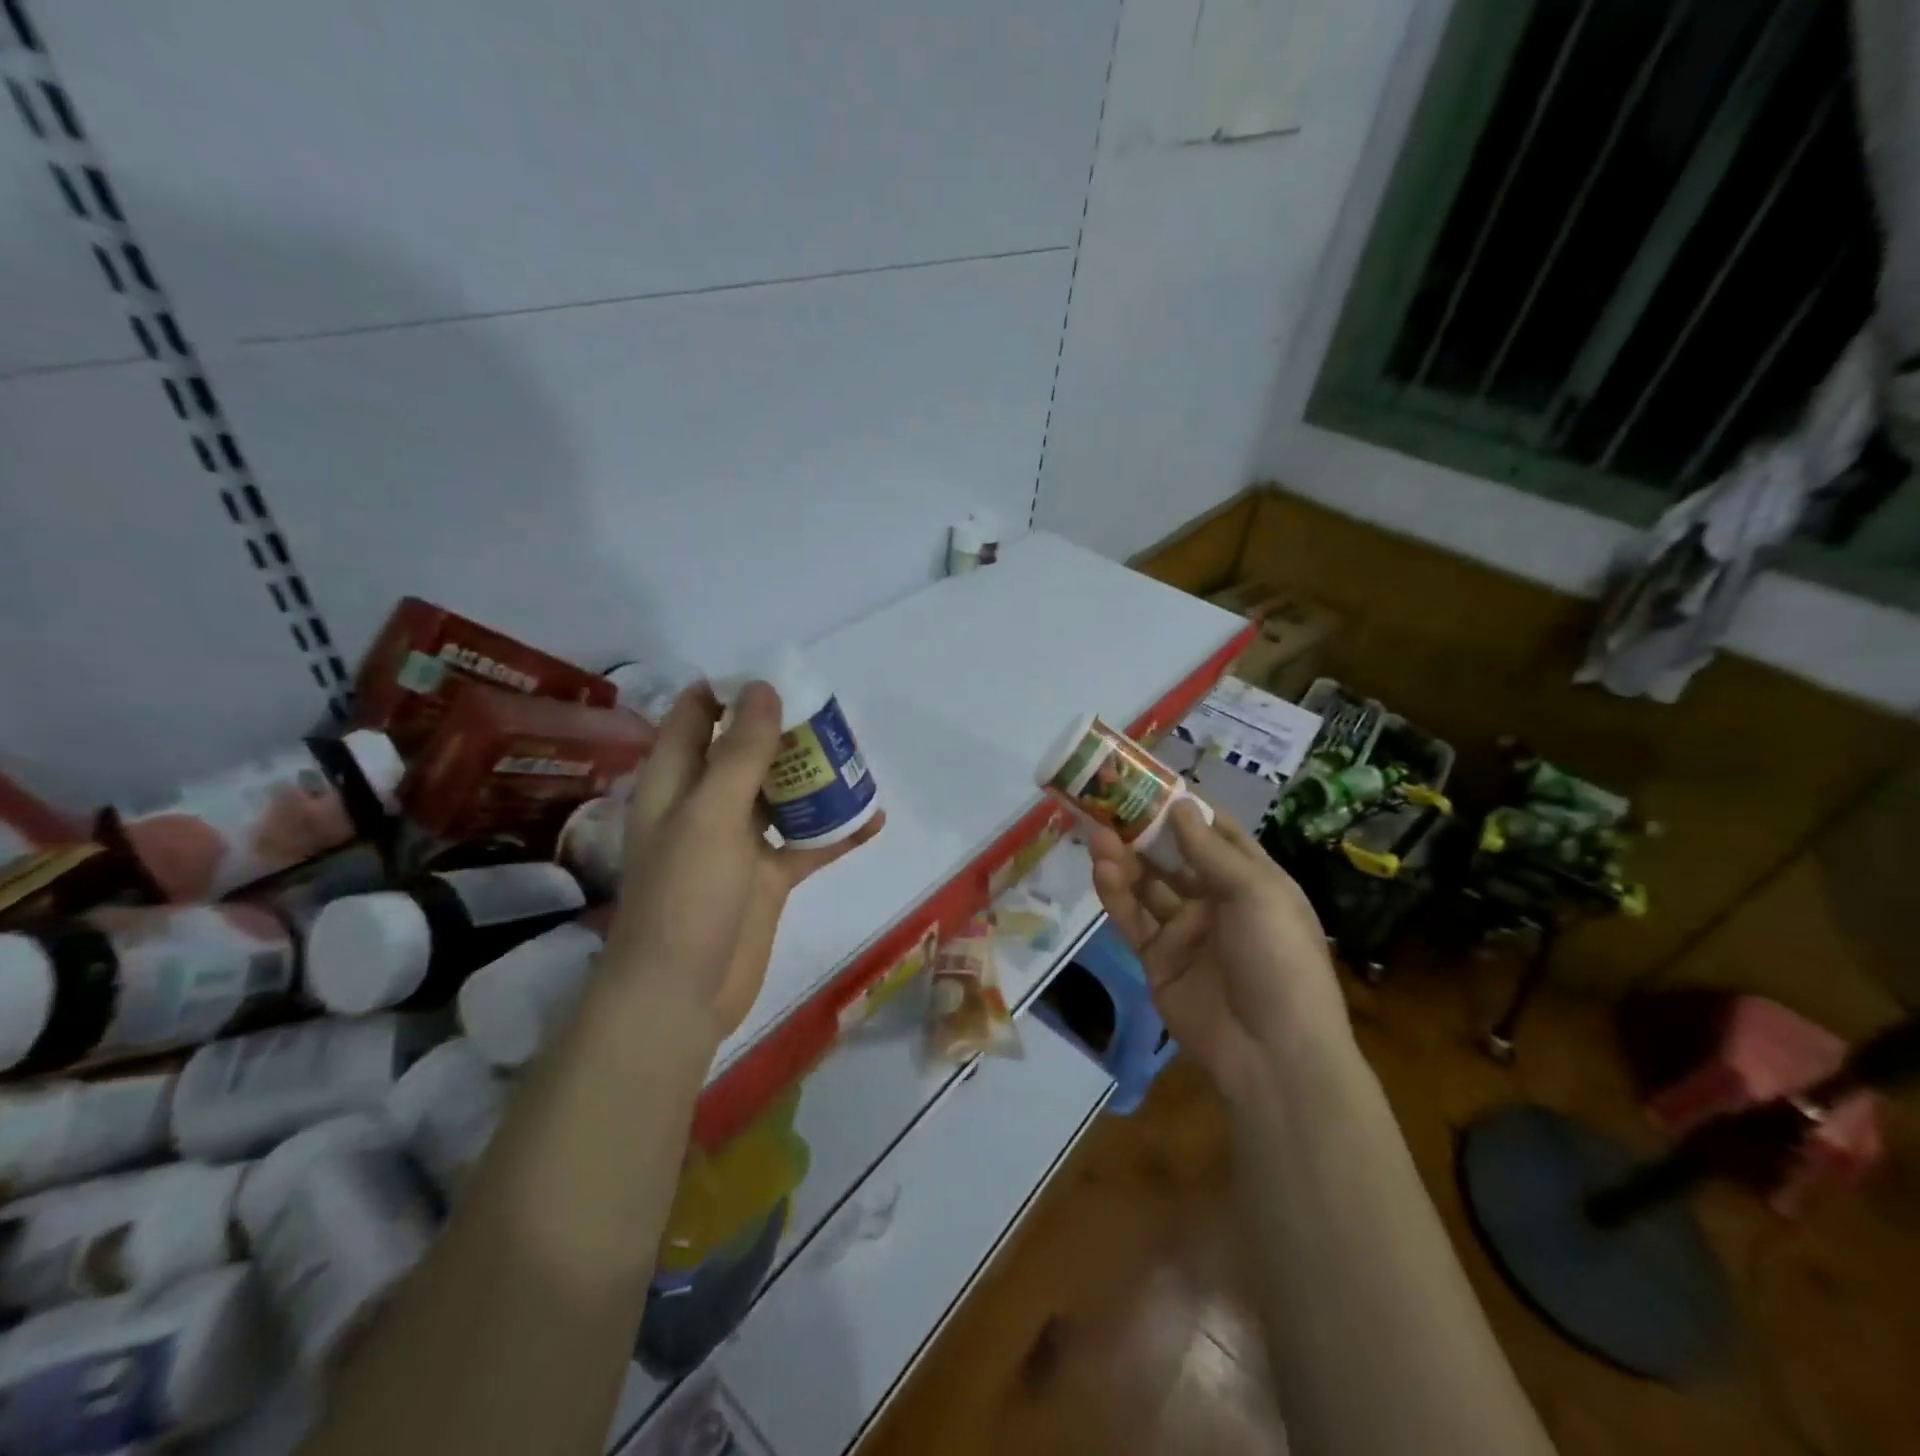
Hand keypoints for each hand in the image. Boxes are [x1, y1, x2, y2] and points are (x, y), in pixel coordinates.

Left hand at [602, 681, 884, 1038]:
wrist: (683, 993)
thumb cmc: (687, 894)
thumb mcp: (712, 812)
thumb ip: (741, 751)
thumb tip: (764, 688)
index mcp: (675, 781)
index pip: (697, 715)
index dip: (732, 691)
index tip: (781, 678)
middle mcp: (704, 804)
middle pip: (746, 751)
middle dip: (785, 731)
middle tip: (831, 716)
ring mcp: (737, 842)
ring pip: (780, 795)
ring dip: (814, 779)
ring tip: (855, 759)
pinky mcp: (766, 877)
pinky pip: (806, 844)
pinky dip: (836, 832)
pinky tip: (873, 820)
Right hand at [1088, 800, 1348, 1099]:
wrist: (1272, 1053)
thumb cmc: (1278, 958)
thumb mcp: (1256, 893)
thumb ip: (1210, 850)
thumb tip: (1181, 803)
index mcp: (1253, 881)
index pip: (1215, 833)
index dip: (1184, 808)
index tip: (1149, 781)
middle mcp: (1218, 900)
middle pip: (1174, 856)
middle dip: (1144, 831)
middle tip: (1109, 804)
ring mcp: (1186, 930)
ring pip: (1148, 885)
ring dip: (1126, 859)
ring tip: (1098, 836)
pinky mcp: (1158, 958)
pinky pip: (1134, 918)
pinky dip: (1117, 894)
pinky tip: (1102, 870)